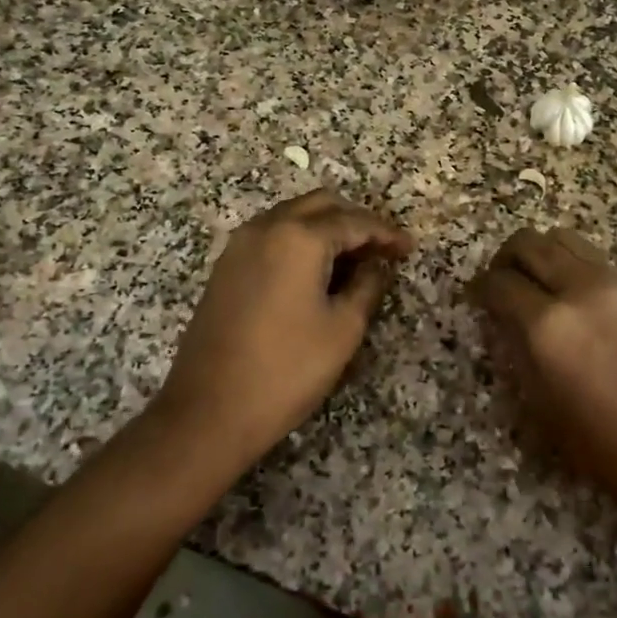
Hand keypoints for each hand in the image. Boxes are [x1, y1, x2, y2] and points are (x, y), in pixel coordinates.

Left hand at [154, 190, 411, 470]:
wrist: (208, 411)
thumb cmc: (287, 370)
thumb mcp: (343, 329)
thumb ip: (367, 286)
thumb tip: (377, 266)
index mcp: (299, 237)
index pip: (354, 221)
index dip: (386, 233)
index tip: (408, 249)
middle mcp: (266, 228)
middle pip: (320, 205)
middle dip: (355, 221)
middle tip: (381, 250)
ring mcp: (240, 245)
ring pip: (292, 215)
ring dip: (325, 228)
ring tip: (353, 260)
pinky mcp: (225, 267)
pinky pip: (271, 235)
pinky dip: (299, 241)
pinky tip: (315, 271)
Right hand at [468, 228, 616, 524]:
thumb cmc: (606, 446)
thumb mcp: (544, 407)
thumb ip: (519, 352)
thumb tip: (505, 321)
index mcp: (549, 325)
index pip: (500, 283)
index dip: (480, 289)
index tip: (477, 299)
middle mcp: (580, 290)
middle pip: (529, 243)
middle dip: (506, 258)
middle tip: (502, 283)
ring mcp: (616, 285)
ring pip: (565, 239)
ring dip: (542, 253)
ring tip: (539, 283)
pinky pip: (595, 259)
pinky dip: (574, 266)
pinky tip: (577, 300)